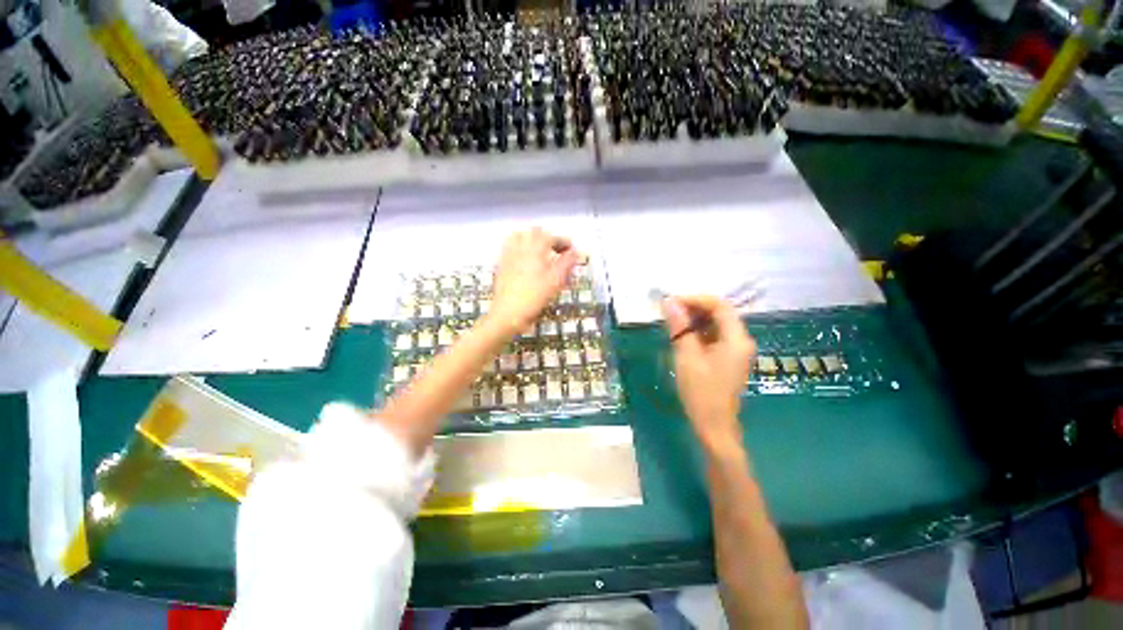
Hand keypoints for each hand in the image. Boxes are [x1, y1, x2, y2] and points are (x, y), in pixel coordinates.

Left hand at [490, 228, 581, 332]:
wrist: (507, 312)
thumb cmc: (534, 297)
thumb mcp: (555, 281)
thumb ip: (567, 263)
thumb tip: (576, 252)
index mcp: (535, 248)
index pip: (551, 237)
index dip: (564, 241)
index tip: (572, 250)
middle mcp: (520, 247)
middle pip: (534, 233)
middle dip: (548, 238)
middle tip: (557, 251)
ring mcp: (508, 255)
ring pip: (519, 237)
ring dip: (532, 240)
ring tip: (541, 252)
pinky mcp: (501, 265)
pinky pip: (510, 248)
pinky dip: (520, 248)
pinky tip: (525, 261)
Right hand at [662, 295, 755, 450]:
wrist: (714, 426)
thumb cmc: (701, 392)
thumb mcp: (686, 357)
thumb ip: (679, 328)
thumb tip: (669, 303)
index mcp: (736, 339)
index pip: (720, 305)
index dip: (695, 299)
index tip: (672, 302)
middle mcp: (741, 340)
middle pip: (720, 313)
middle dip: (694, 308)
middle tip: (669, 310)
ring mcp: (736, 350)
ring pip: (716, 324)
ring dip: (694, 319)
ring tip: (672, 320)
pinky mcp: (728, 357)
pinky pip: (714, 336)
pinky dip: (698, 331)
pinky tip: (681, 334)